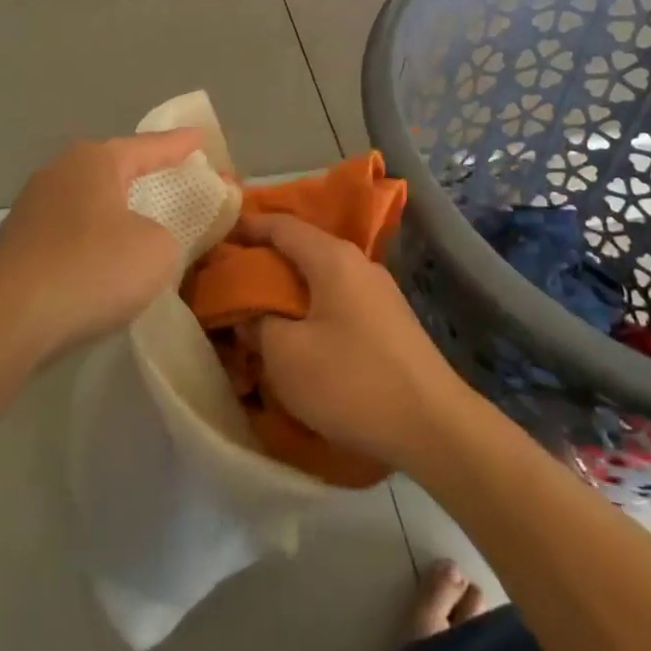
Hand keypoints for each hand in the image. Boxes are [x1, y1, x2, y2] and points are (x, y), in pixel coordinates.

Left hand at [0, 131, 203, 362]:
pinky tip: (106, 258)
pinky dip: (95, 238)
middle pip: (115, 167)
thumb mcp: (158, 250)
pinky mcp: (18, 245)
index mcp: (96, 160)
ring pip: (90, 200)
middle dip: (146, 173)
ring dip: (117, 209)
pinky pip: (71, 230)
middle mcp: (61, 172)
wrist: (6, 322)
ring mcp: (33, 208)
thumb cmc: (92, 269)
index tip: (202, 137)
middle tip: (176, 176)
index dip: (180, 144)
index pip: (150, 146)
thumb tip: (148, 238)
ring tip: (144, 218)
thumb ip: (168, 233)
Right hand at [244, 212, 473, 474]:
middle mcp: (358, 263)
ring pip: (321, 278)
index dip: (247, 227)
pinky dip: (312, 309)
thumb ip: (258, 325)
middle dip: (265, 262)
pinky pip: (339, 301)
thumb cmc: (351, 381)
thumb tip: (249, 313)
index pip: (282, 225)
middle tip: (230, 281)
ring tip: (259, 312)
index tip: (217, 236)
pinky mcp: (389, 321)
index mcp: (332, 258)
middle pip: (303, 249)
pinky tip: (299, 337)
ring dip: (289, 290)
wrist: (433, 425)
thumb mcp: (286, 356)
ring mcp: (379, 292)